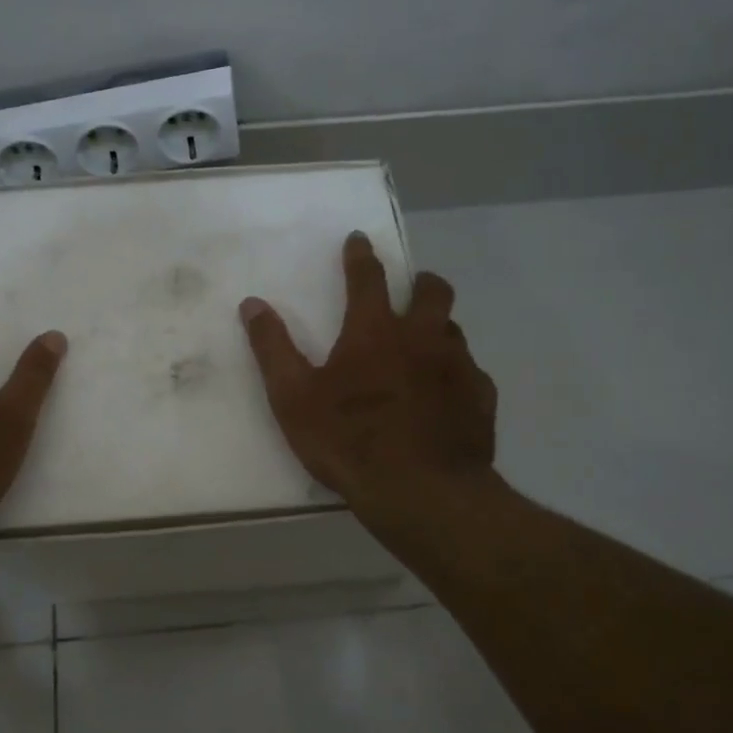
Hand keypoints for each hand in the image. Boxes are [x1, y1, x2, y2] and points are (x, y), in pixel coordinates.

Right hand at [239, 232, 500, 519]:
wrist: (422, 492)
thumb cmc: (349, 441)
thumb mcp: (293, 398)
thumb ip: (272, 349)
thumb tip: (252, 304)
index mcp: (375, 332)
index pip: (368, 278)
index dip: (361, 256)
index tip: (359, 240)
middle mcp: (423, 338)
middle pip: (432, 292)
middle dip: (421, 282)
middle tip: (411, 288)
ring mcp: (458, 366)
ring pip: (453, 330)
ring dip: (438, 328)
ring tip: (425, 346)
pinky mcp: (480, 399)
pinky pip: (471, 373)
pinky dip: (455, 373)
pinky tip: (446, 395)